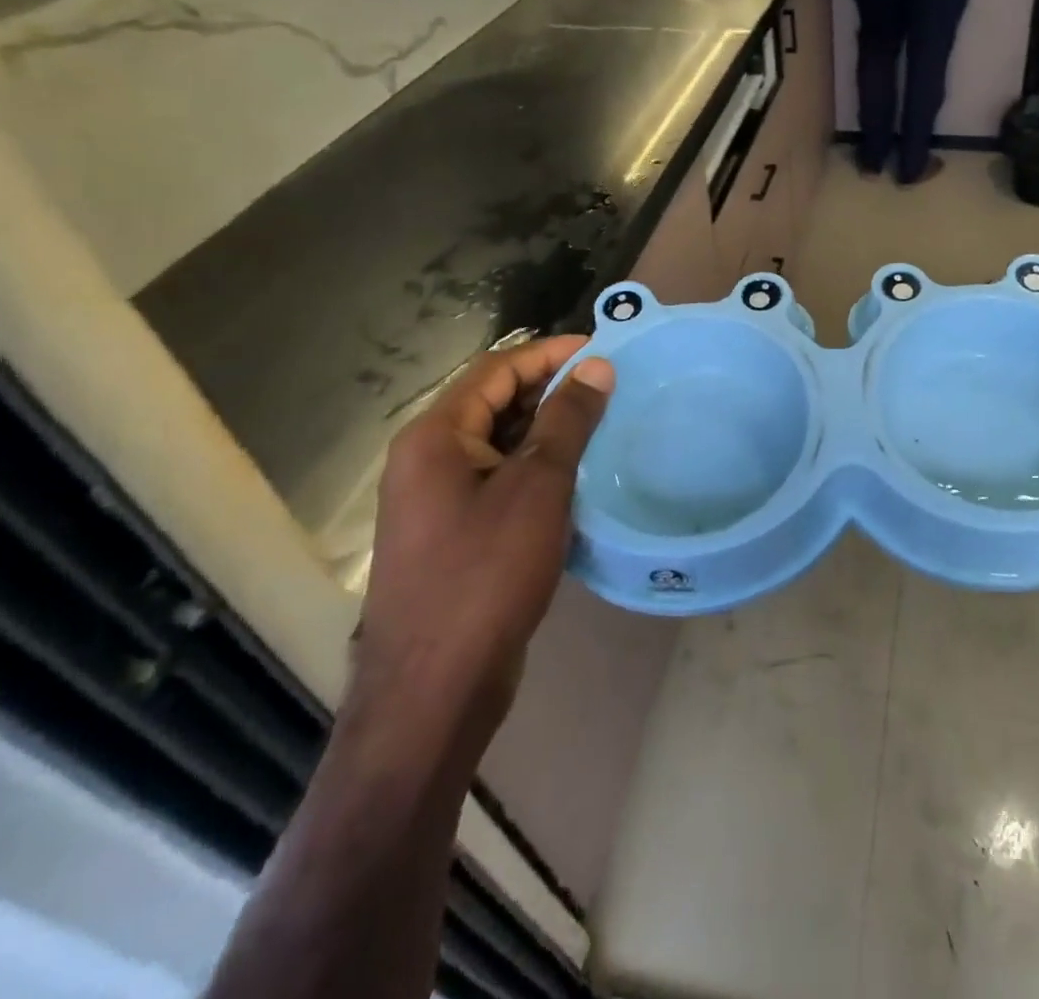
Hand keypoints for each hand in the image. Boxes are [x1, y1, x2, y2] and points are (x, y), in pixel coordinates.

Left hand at [355, 337, 614, 731]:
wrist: (434, 689)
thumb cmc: (486, 574)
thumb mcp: (537, 488)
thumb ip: (566, 421)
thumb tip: (596, 367)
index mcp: (435, 436)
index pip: (496, 368)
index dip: (550, 353)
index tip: (603, 350)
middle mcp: (428, 459)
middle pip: (493, 401)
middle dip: (551, 389)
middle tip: (611, 388)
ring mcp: (438, 499)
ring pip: (499, 443)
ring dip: (547, 429)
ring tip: (604, 425)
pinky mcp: (454, 533)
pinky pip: (499, 480)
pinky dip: (537, 468)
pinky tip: (579, 476)